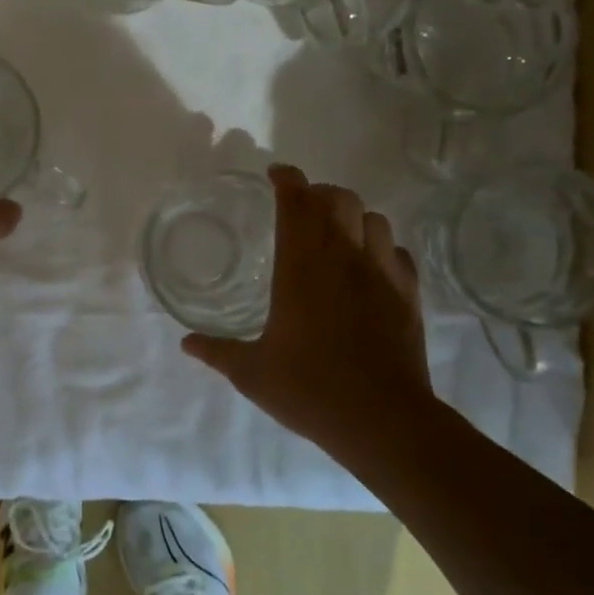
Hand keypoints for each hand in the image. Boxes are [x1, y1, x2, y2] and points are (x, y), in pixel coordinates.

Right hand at [182, 165, 436, 456]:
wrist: (383, 420)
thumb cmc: (310, 389)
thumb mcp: (252, 373)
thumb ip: (217, 351)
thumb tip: (186, 343)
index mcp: (301, 268)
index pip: (297, 203)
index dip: (287, 180)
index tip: (276, 174)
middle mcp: (343, 259)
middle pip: (339, 200)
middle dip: (319, 193)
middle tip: (301, 207)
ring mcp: (382, 275)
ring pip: (373, 219)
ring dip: (352, 216)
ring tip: (336, 233)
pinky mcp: (408, 296)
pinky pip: (398, 253)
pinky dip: (380, 247)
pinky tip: (369, 266)